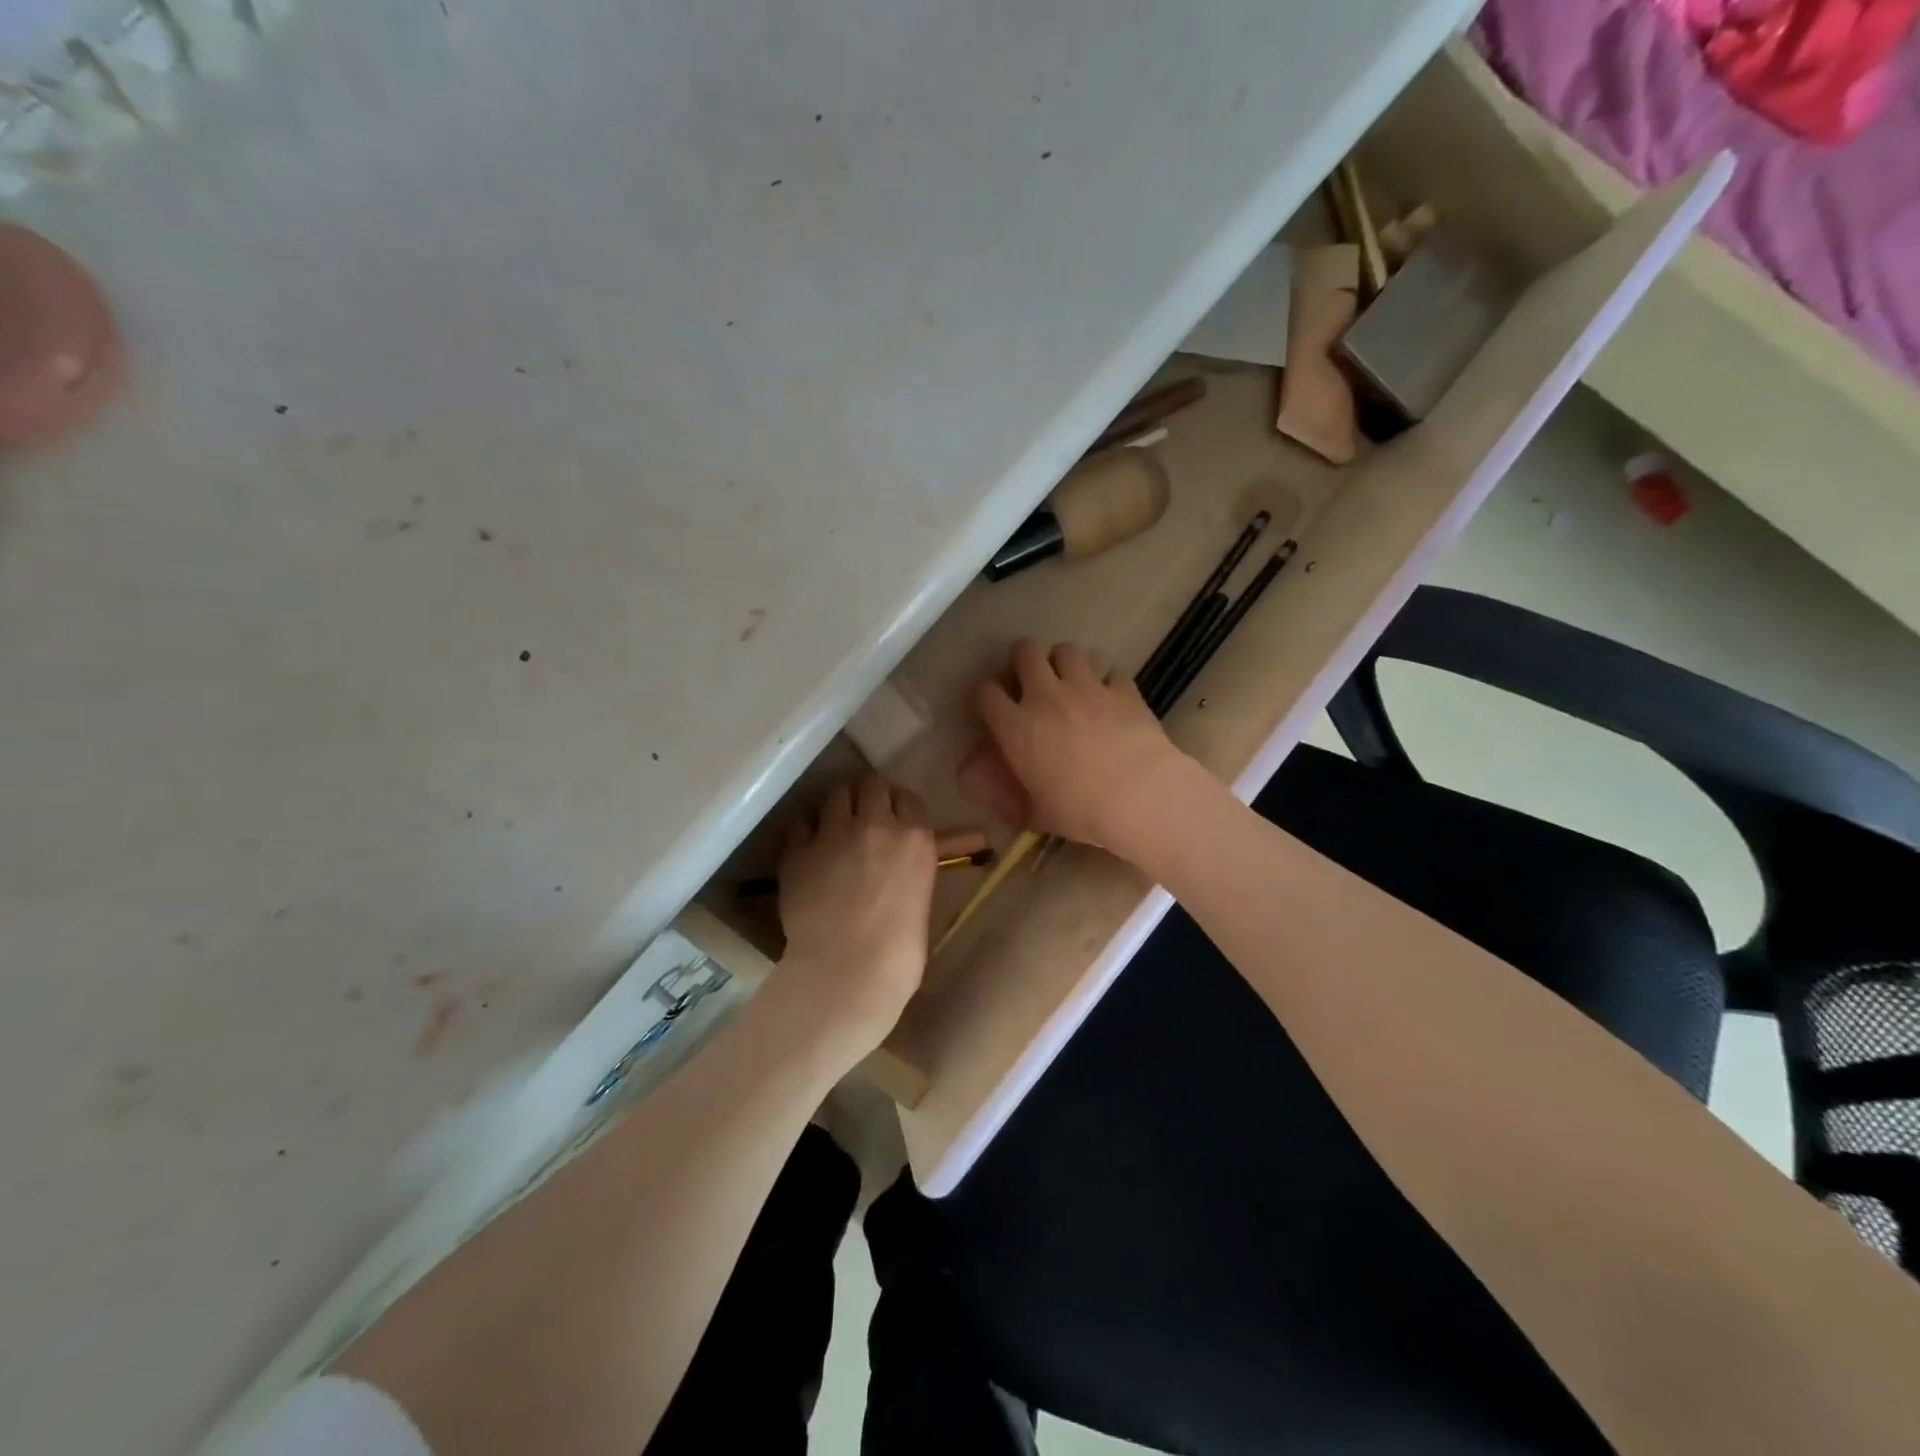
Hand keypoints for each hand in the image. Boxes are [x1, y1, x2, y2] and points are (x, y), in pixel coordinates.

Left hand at [776, 772, 936, 1048]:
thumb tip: (906, 857)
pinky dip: (808, 830)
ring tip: (835, 827)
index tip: (895, 819)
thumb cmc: (899, 950)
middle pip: (871, 784)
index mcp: (915, 837)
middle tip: (864, 816)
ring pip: (834, 794)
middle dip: (869, 796)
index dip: (899, 806)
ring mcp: (833, 834)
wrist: (847, 972)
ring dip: (838, 807)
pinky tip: (810, 847)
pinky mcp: (798, 850)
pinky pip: (802, 823)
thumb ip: (913, 865)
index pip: (908, 798)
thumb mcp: (921, 897)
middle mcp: (875, 824)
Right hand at [961, 640, 1196, 854]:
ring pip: (1067, 650)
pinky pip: (1111, 671)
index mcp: (1017, 727)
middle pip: (1025, 652)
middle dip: (1024, 659)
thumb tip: (1005, 801)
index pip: (987, 693)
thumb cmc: (1079, 811)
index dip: (988, 695)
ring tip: (1071, 679)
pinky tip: (1112, 695)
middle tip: (1032, 677)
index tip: (995, 706)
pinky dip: (1109, 680)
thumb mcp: (1036, 813)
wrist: (1138, 797)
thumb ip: (1016, 801)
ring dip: (1065, 661)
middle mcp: (1046, 697)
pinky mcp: (1122, 689)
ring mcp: (1086, 688)